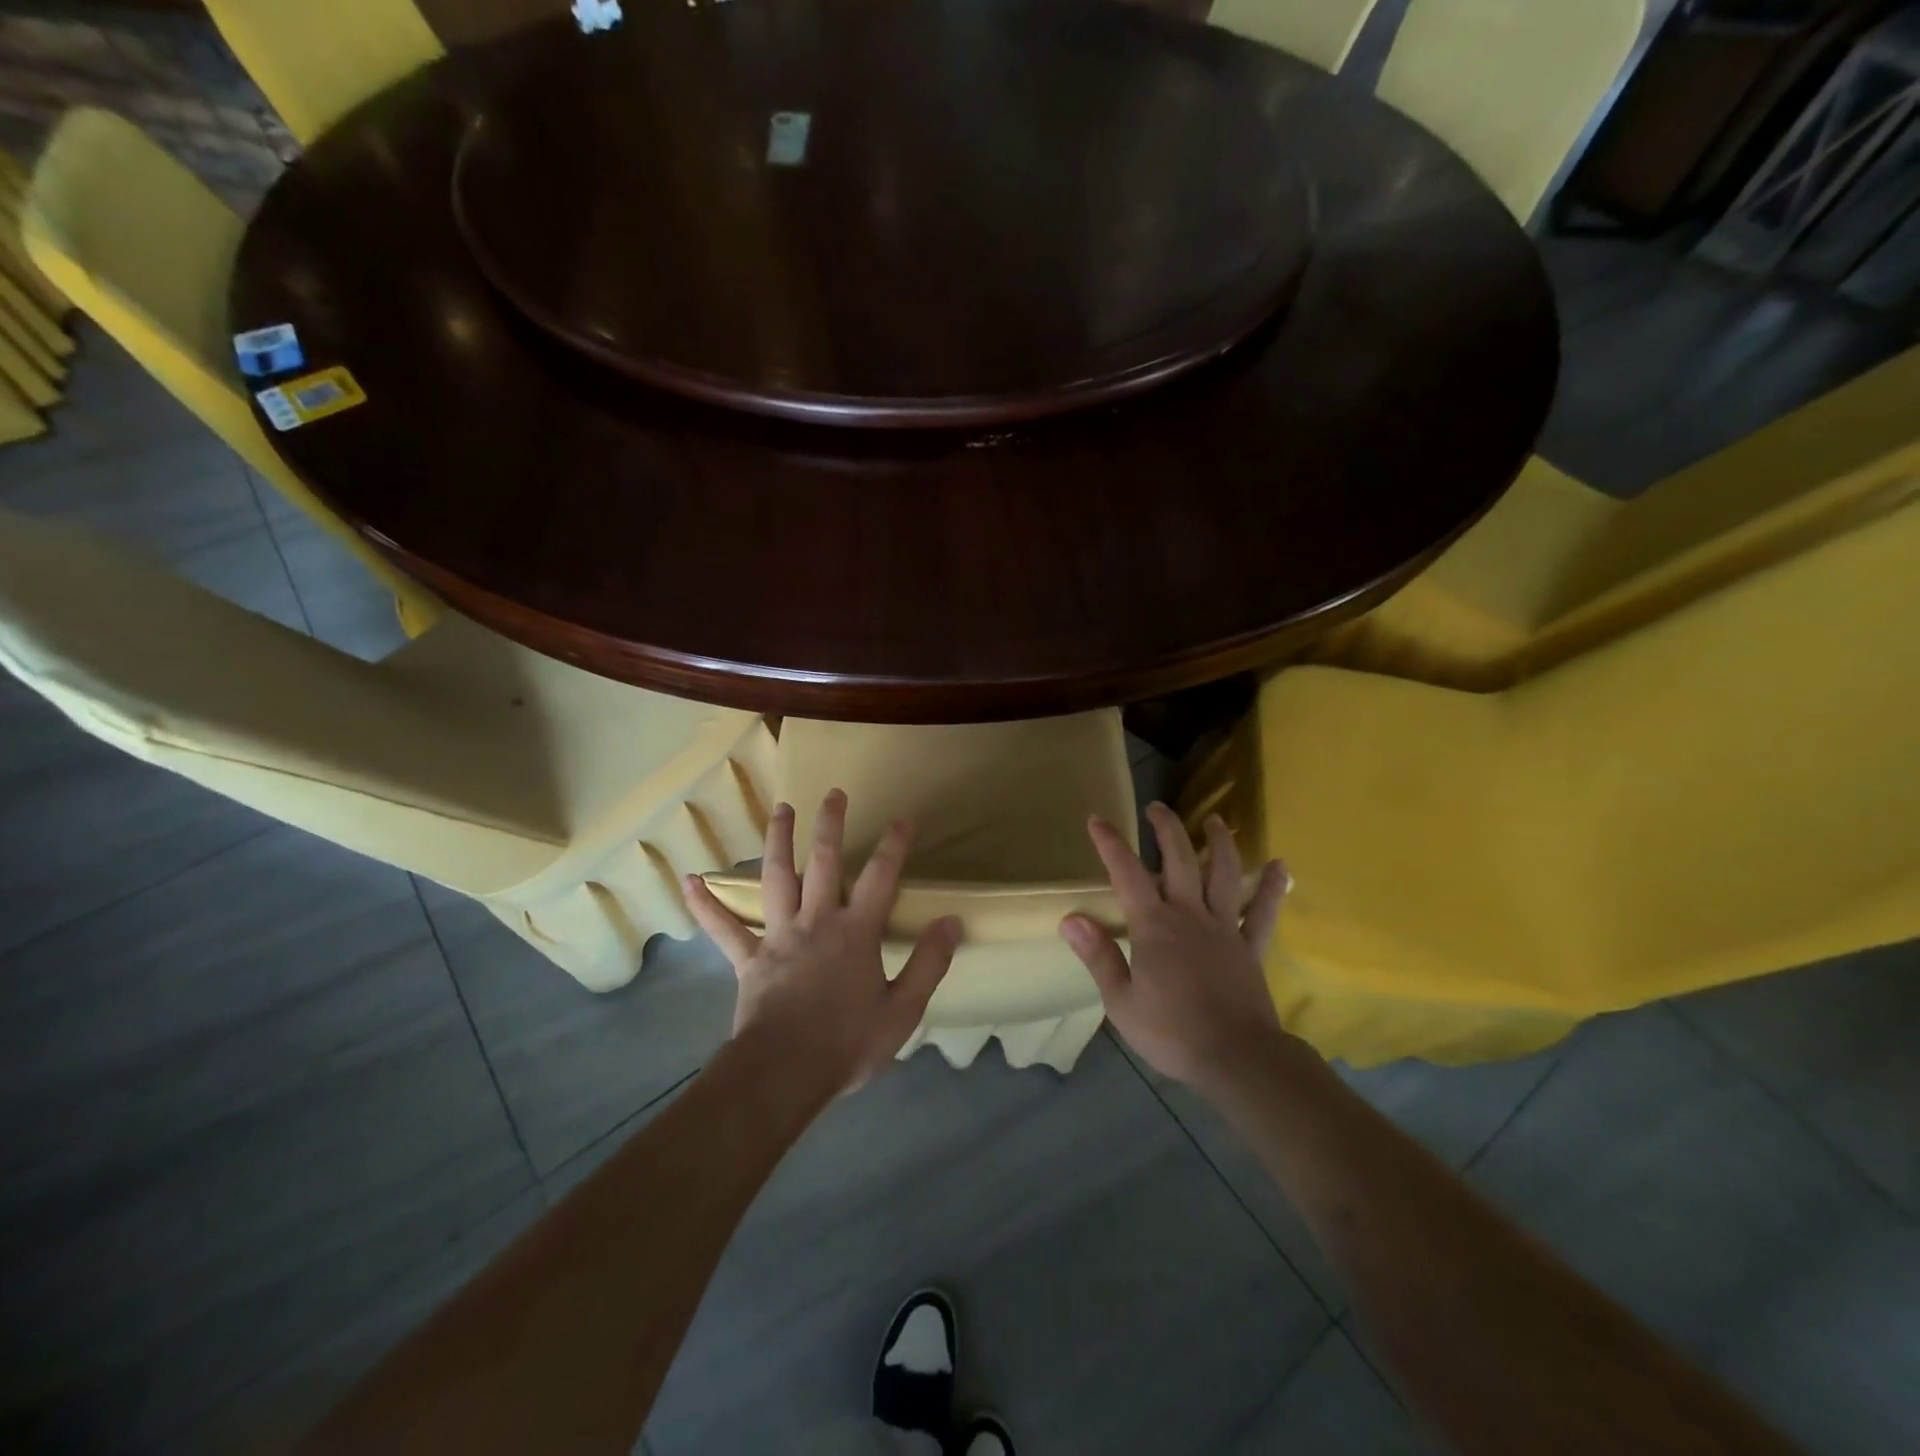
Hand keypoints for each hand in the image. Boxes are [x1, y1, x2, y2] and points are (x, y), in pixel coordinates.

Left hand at [685, 790, 959, 1095]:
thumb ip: (929, 963)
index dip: (893, 845)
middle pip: (823, 862)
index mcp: (856, 932)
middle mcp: (817, 921)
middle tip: (833, 793)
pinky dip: (706, 905)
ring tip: (781, 810)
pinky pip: (725, 928)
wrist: (785, 1073)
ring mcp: (779, 936)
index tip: (902, 818)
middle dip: (830, 825)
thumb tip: (952, 921)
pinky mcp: (749, 958)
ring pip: (777, 878)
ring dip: (778, 841)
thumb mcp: (903, 1010)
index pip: (880, 877)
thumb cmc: (847, 1043)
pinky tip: (689, 881)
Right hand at [1061, 803, 1290, 1094]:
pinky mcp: (1250, 947)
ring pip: (1224, 874)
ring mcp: (1224, 928)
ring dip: (1218, 843)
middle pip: (1180, 859)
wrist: (1237, 1059)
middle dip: (1166, 829)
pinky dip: (1272, 887)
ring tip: (1215, 821)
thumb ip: (1098, 956)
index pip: (1127, 873)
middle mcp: (1189, 915)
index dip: (1111, 844)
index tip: (1097, 820)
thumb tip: (1070, 918)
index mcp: (1153, 926)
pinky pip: (1262, 912)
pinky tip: (1279, 866)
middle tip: (1156, 807)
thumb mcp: (1121, 1001)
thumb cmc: (1172, 1032)